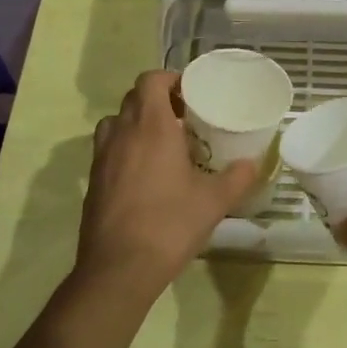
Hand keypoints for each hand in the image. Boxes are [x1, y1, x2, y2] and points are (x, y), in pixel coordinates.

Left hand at [74, 70, 259, 303]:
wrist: (119, 269)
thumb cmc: (169, 224)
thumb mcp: (214, 201)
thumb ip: (237, 177)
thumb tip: (253, 164)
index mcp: (151, 126)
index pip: (150, 80)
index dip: (169, 79)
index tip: (190, 93)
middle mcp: (122, 133)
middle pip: (133, 98)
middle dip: (157, 100)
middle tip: (183, 117)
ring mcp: (102, 157)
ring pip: (116, 123)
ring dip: (136, 122)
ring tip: (161, 142)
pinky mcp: (93, 181)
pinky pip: (108, 149)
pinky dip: (125, 148)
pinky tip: (146, 174)